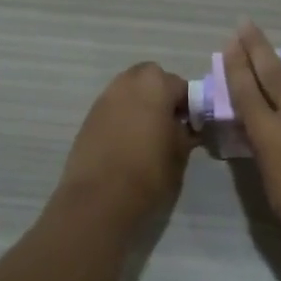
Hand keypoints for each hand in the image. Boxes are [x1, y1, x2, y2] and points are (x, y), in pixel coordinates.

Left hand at [58, 62, 196, 222]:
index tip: (193, 127)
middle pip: (150, 79)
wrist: (99, 201)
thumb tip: (188, 127)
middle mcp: (126, 83)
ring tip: (149, 136)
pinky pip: (113, 110)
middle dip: (162, 96)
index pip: (181, 86)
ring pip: (128, 92)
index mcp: (155, 85)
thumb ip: (186, 133)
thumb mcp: (180, 154)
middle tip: (170, 125)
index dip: (190, 106)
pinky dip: (123, 119)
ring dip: (140, 105)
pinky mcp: (87, 120)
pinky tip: (128, 145)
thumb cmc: (149, 173)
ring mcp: (103, 100)